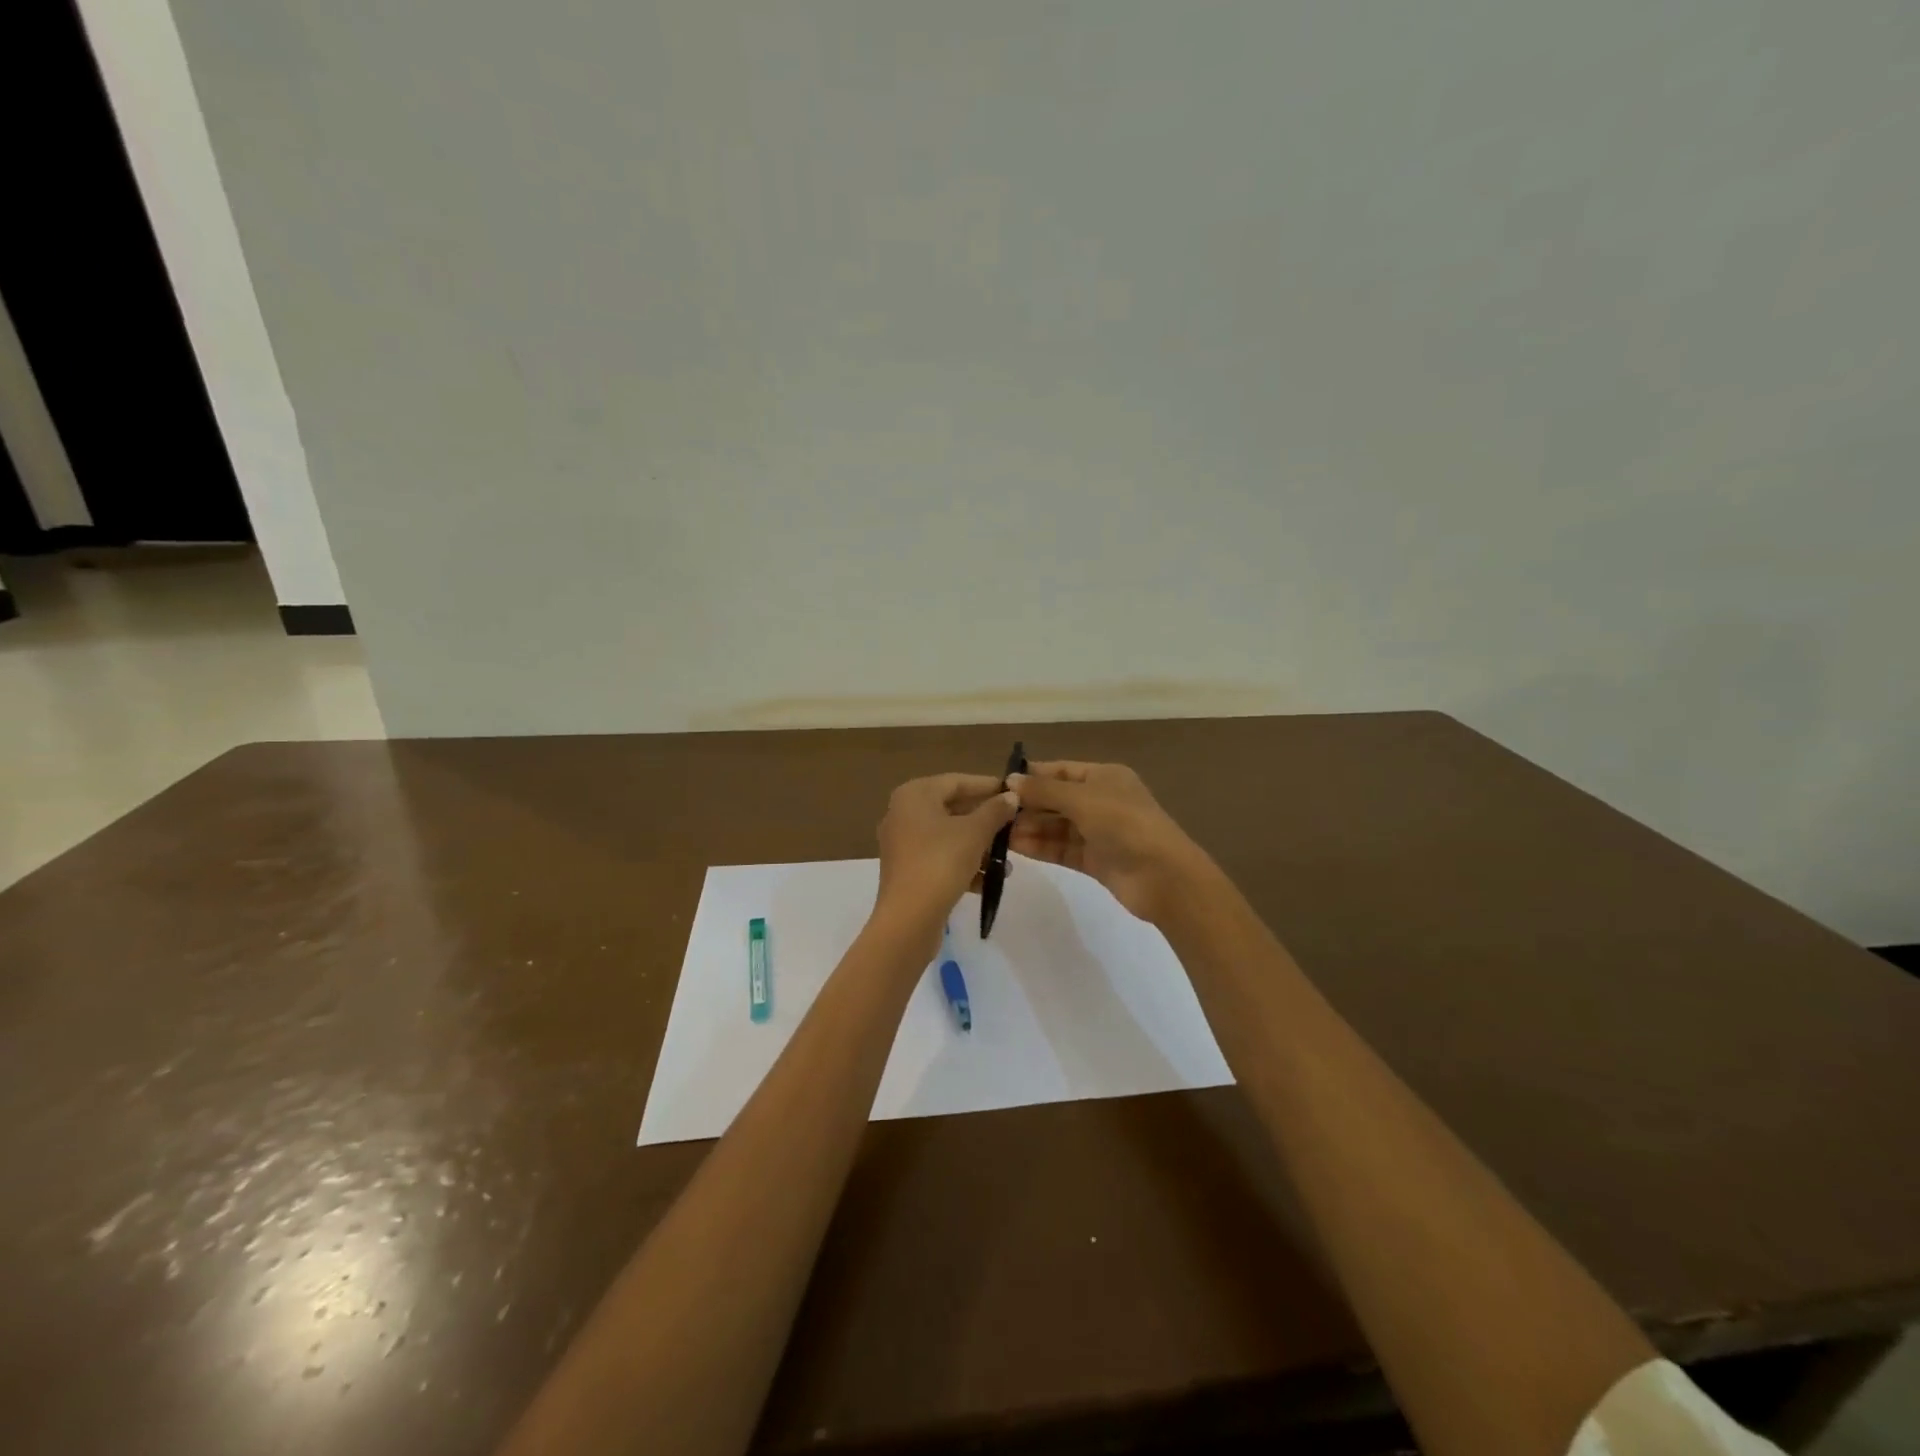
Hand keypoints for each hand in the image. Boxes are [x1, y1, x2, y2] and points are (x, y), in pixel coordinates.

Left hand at [874, 773, 1020, 947]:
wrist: (908, 919)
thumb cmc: (941, 863)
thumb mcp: (975, 833)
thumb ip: (995, 811)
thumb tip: (1010, 796)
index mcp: (915, 795)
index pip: (957, 781)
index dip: (988, 786)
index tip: (1015, 793)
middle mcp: (903, 813)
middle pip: (953, 809)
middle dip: (986, 821)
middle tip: (1015, 827)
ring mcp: (903, 843)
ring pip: (949, 836)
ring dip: (979, 847)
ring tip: (1007, 863)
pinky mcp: (907, 870)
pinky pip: (940, 858)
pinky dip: (963, 865)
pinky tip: (987, 881)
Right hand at [1009, 761, 1209, 922]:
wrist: (1164, 877)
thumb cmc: (1124, 824)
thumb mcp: (1082, 800)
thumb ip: (1044, 791)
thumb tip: (1010, 780)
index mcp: (1105, 777)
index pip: (1061, 770)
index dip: (1032, 776)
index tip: (999, 784)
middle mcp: (1101, 801)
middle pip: (1056, 799)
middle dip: (1027, 805)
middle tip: (992, 812)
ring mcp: (1098, 832)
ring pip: (1057, 826)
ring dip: (1030, 828)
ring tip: (996, 832)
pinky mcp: (1095, 860)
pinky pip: (1061, 848)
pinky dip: (1040, 846)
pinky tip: (1014, 846)